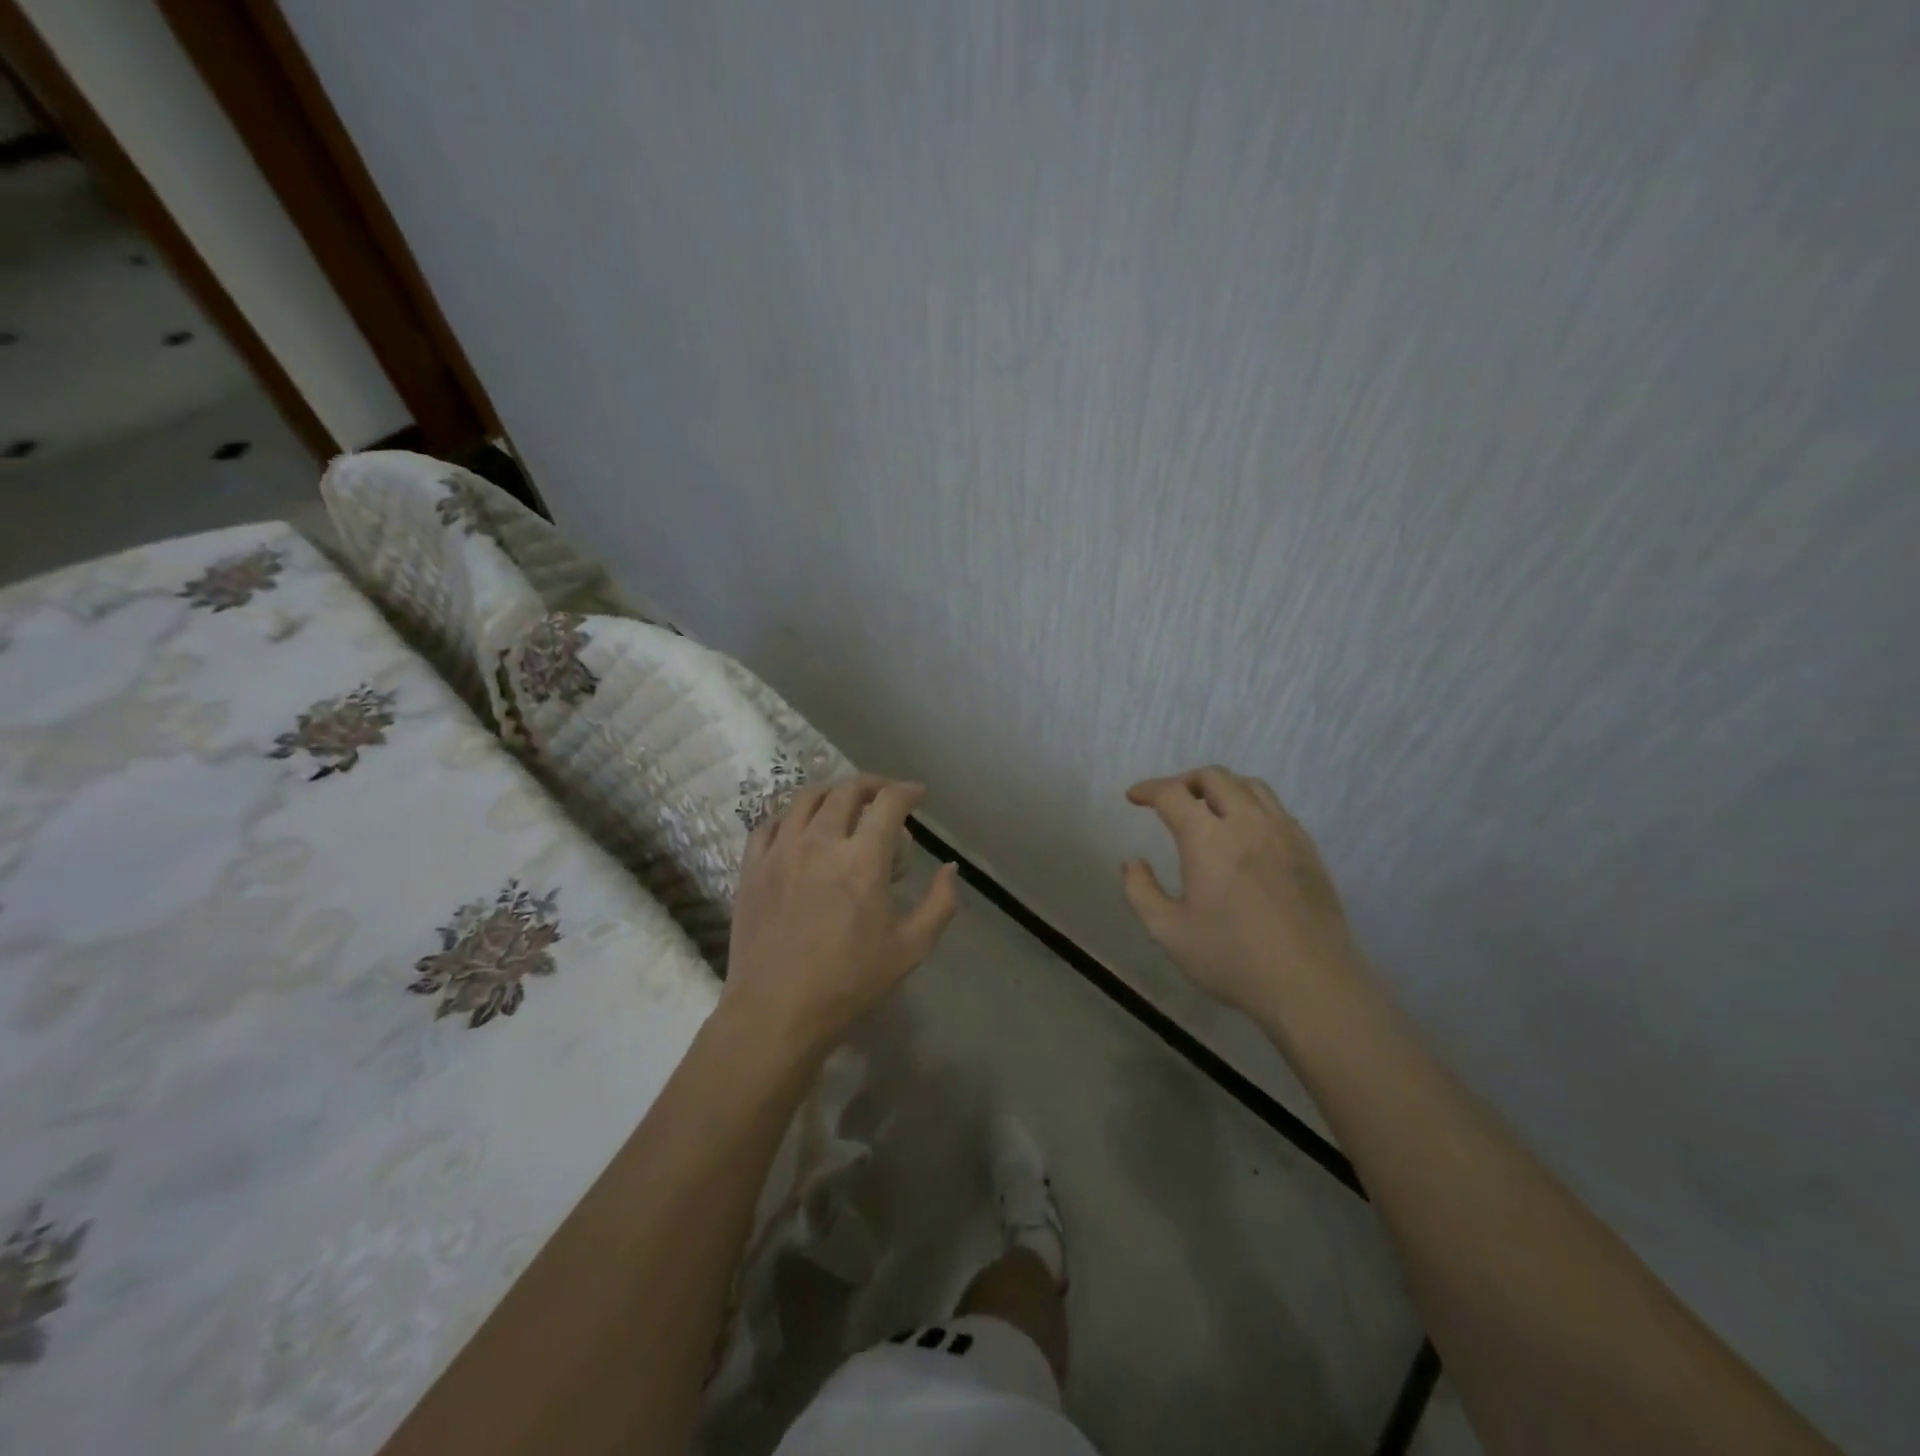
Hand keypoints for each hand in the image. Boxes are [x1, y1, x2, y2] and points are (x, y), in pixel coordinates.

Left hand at [722, 776, 958, 1055]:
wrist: (776, 1012)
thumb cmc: (849, 982)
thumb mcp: (911, 948)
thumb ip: (939, 903)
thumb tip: (951, 868)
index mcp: (862, 859)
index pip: (888, 803)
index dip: (907, 791)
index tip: (916, 794)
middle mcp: (820, 843)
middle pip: (846, 791)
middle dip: (872, 785)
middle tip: (884, 796)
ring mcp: (780, 852)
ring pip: (805, 799)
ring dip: (831, 792)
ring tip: (843, 804)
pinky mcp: (752, 868)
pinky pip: (770, 824)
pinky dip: (791, 816)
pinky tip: (799, 828)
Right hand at [1122, 766, 1361, 1017]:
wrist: (1311, 986)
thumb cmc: (1232, 960)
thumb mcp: (1169, 932)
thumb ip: (1141, 891)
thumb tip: (1132, 862)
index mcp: (1208, 839)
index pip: (1173, 794)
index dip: (1149, 789)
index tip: (1134, 797)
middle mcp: (1248, 823)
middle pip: (1215, 778)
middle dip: (1185, 782)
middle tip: (1169, 802)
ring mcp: (1284, 834)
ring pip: (1250, 786)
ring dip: (1221, 788)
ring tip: (1207, 809)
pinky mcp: (1308, 850)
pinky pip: (1276, 809)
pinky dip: (1251, 806)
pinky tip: (1246, 834)